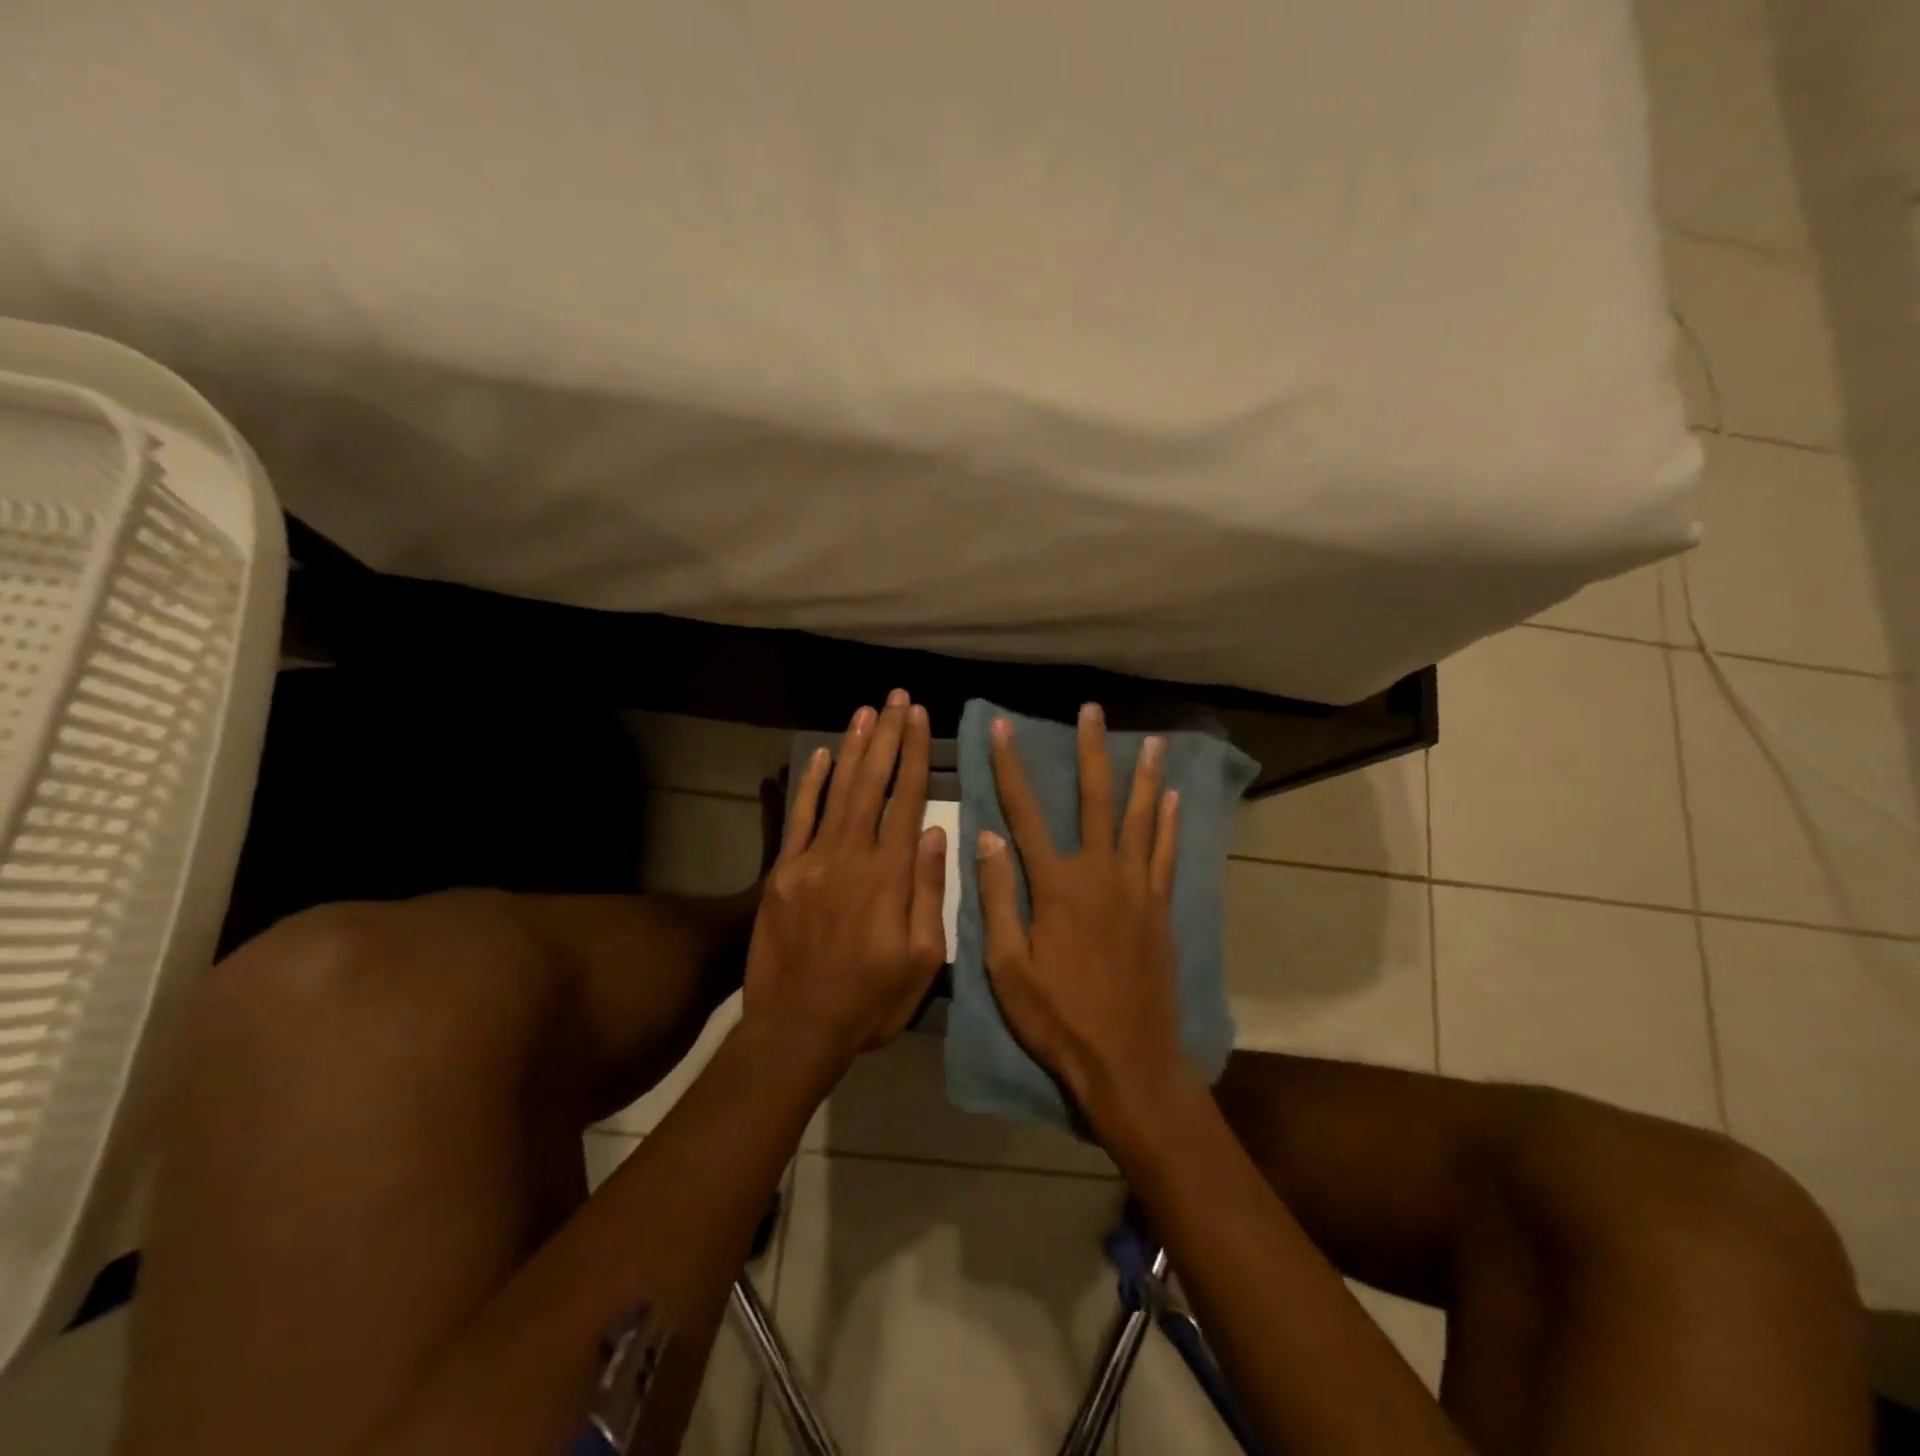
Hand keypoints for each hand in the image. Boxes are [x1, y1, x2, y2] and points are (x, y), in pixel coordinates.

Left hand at [741, 689, 947, 1078]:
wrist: (796, 1029)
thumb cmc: (870, 1001)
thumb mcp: (921, 960)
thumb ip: (929, 892)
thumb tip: (936, 834)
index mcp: (889, 876)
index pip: (907, 800)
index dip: (915, 755)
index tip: (921, 718)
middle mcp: (850, 856)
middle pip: (871, 783)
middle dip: (887, 736)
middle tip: (897, 698)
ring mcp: (810, 861)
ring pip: (836, 791)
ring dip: (853, 748)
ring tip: (867, 712)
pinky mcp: (781, 874)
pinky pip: (798, 819)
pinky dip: (809, 784)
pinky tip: (820, 755)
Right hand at [976, 703, 1189, 1126]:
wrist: (1128, 1061)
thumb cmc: (1058, 1018)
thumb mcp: (1007, 967)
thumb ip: (998, 899)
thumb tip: (987, 838)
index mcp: (1057, 886)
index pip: (1026, 812)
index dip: (1011, 768)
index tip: (1003, 729)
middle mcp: (1101, 873)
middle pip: (1095, 800)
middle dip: (1091, 752)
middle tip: (1092, 712)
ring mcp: (1137, 889)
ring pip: (1140, 819)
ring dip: (1143, 776)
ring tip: (1150, 741)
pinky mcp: (1160, 909)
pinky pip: (1166, 854)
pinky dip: (1169, 824)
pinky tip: (1173, 799)